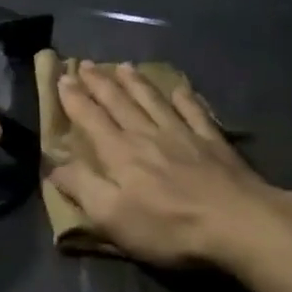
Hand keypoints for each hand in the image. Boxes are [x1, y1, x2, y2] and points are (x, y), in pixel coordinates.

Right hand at [48, 63, 275, 267]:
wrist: (237, 223)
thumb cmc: (168, 226)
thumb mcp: (112, 216)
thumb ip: (82, 187)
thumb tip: (54, 165)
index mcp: (119, 153)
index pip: (90, 119)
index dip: (74, 99)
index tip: (62, 78)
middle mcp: (147, 134)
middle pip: (119, 102)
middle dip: (99, 83)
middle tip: (85, 64)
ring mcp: (183, 134)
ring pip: (153, 100)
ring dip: (135, 82)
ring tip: (123, 66)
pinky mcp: (213, 142)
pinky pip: (194, 111)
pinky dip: (184, 98)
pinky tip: (179, 89)